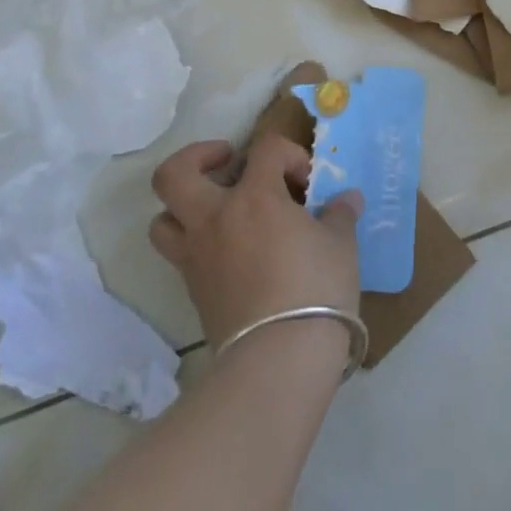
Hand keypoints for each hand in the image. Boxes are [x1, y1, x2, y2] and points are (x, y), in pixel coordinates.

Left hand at [149, 134, 361, 351]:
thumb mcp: (340, 245)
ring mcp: (198, 256)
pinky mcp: (193, 292)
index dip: (289, 155)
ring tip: (215, 208)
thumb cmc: (316, 289)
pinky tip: (230, 251)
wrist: (279, 360)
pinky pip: (180, 255)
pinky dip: (197, 243)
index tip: (307, 182)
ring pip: (163, 219)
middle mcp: (215, 218)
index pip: (265, 150)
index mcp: (254, 197)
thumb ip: (339, 215)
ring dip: (184, 206)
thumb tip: (347, 199)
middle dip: (198, 158)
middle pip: (174, 175)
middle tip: (227, 162)